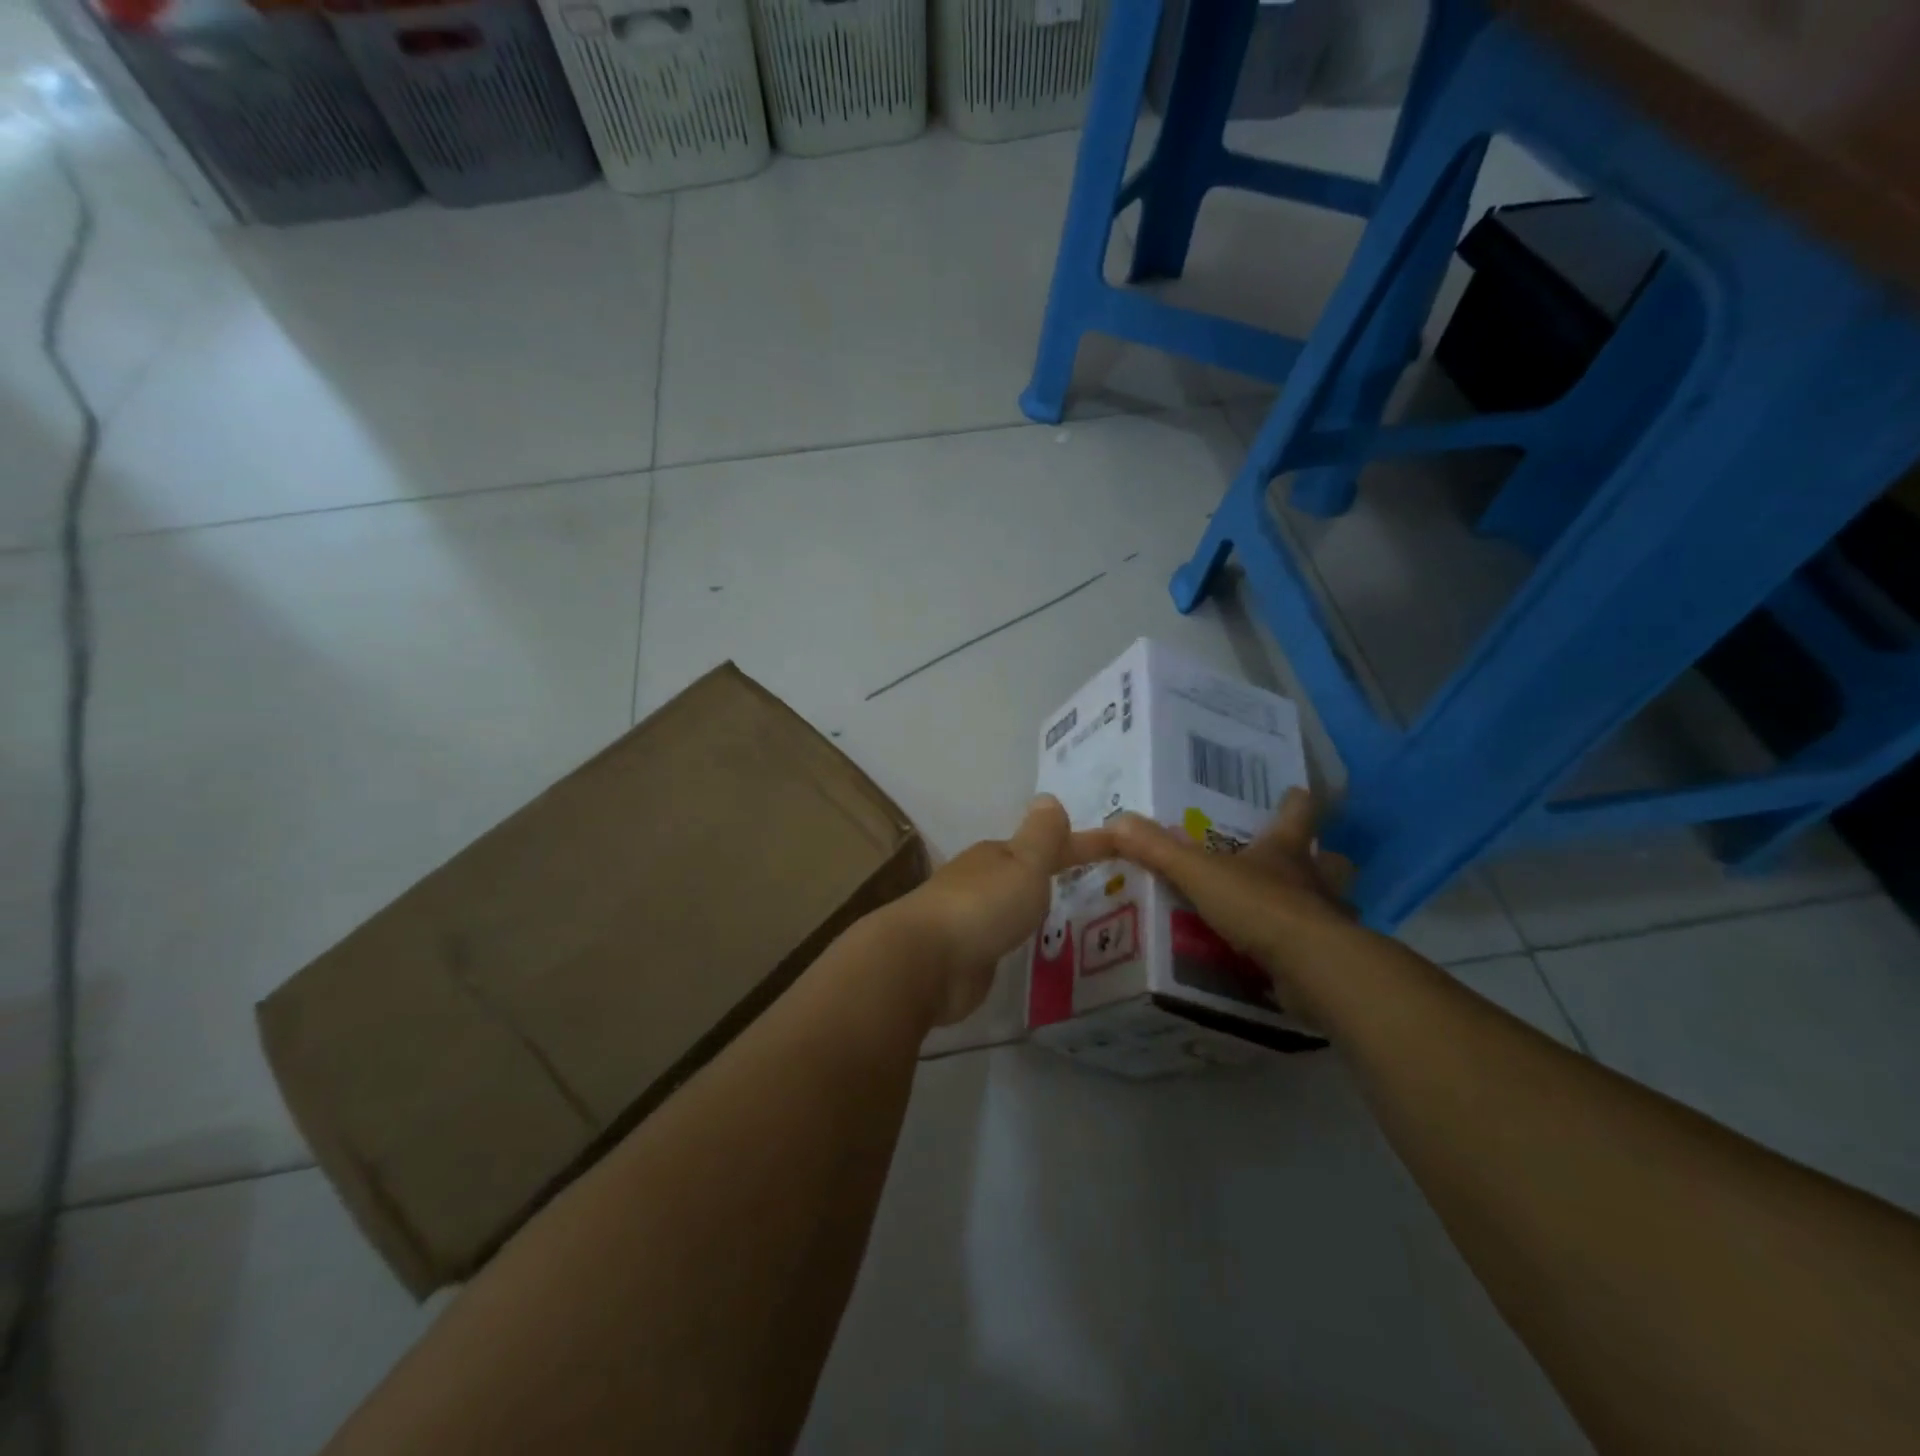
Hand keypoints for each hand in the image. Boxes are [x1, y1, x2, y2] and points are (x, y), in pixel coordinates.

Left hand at [891, 796, 1115, 1026]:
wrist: (925, 961)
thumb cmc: (982, 906)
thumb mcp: (1023, 864)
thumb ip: (1042, 836)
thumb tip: (1048, 798)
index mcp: (996, 856)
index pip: (1049, 844)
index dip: (1083, 845)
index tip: (1118, 847)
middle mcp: (980, 881)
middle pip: (1022, 872)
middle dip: (1051, 873)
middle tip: (1092, 884)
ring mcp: (969, 919)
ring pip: (1009, 905)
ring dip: (1031, 906)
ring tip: (1066, 917)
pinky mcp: (965, 955)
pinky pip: (1000, 939)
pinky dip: (1016, 937)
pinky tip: (1028, 949)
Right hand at [1107, 788, 1369, 1024]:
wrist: (1312, 967)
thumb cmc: (1259, 905)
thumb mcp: (1198, 872)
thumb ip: (1157, 849)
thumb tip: (1114, 821)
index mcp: (1285, 850)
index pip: (1298, 813)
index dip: (1296, 802)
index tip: (1297, 792)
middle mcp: (1315, 880)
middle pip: (1330, 861)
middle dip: (1320, 859)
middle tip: (1298, 863)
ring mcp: (1329, 921)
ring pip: (1332, 906)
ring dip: (1317, 907)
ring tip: (1290, 915)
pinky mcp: (1331, 962)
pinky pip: (1320, 951)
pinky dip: (1306, 953)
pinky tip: (1286, 963)